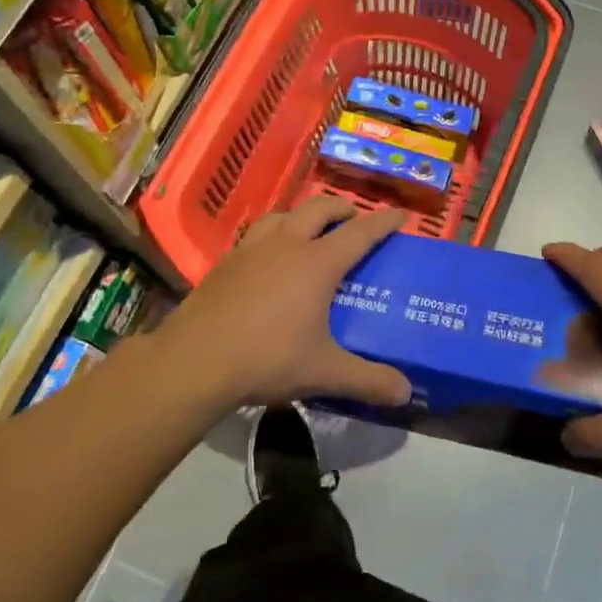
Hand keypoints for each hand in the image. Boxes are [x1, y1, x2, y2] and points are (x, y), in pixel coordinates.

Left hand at [157, 197, 412, 409]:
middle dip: (342, 209)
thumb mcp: (324, 372)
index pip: (360, 232)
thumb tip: (405, 393)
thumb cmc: (267, 358)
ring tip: (310, 232)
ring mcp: (252, 249)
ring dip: (304, 216)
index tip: (402, 215)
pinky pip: (257, 233)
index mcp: (317, 263)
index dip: (384, 222)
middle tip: (354, 221)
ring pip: (284, 214)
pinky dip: (274, 234)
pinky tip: (269, 258)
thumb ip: (367, 380)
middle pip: (320, 209)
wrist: (195, 360)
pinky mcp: (226, 261)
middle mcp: (286, 244)